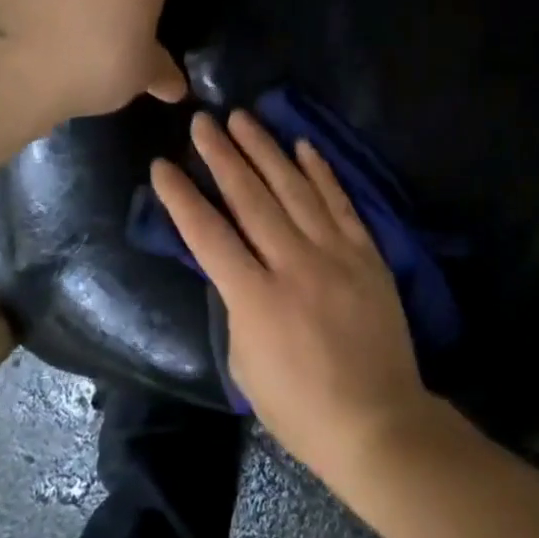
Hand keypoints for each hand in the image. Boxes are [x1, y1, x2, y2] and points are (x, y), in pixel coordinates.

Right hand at [150, 110, 438, 486]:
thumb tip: (235, 266)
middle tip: (202, 121)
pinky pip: (340, 202)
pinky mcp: (366, 252)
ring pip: (294, 188)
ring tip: (244, 117)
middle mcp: (293, 264)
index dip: (180, 197)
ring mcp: (335, 253)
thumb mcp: (245, 364)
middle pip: (250, 198)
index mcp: (255, 298)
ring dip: (266, 149)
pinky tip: (303, 145)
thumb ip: (236, 306)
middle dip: (222, 155)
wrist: (377, 420)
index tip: (162, 165)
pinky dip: (321, 171)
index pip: (207, 235)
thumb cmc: (300, 407)